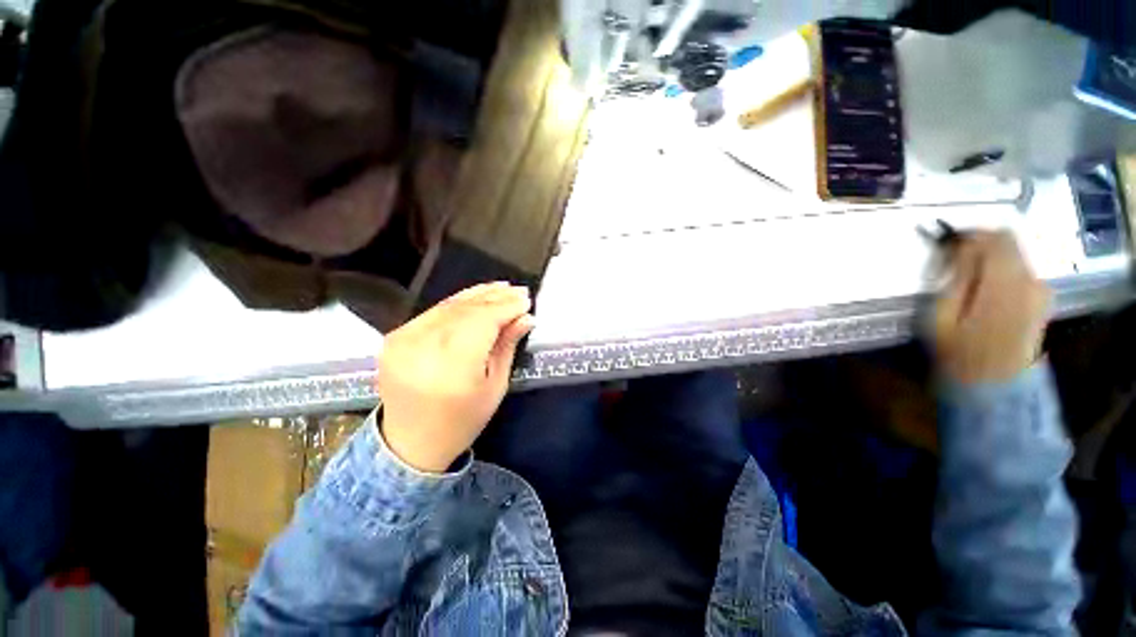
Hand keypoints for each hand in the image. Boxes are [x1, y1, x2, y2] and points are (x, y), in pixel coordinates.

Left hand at [377, 283, 533, 471]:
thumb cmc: (462, 421)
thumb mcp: (495, 386)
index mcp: (452, 366)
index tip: (526, 300)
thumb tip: (526, 318)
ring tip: (501, 288)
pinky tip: (474, 298)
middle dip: (495, 298)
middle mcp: (423, 346)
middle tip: (518, 291)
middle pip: (466, 310)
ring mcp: (403, 339)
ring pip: (449, 306)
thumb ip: (507, 346)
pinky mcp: (395, 337)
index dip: (506, 307)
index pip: (483, 321)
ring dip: (477, 295)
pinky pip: (433, 312)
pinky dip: (457, 302)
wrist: (410, 443)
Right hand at [934, 231, 1050, 383]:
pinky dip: (1000, 268)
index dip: (969, 234)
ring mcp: (1040, 290)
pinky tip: (983, 286)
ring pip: (1014, 253)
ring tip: (965, 274)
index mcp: (1004, 285)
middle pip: (1008, 241)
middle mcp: (1030, 281)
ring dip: (989, 256)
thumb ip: (956, 279)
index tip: (945, 242)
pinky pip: (1021, 268)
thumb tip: (960, 248)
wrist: (996, 387)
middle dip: (979, 243)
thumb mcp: (942, 318)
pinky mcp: (1041, 298)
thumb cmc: (960, 354)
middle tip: (952, 257)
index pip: (994, 239)